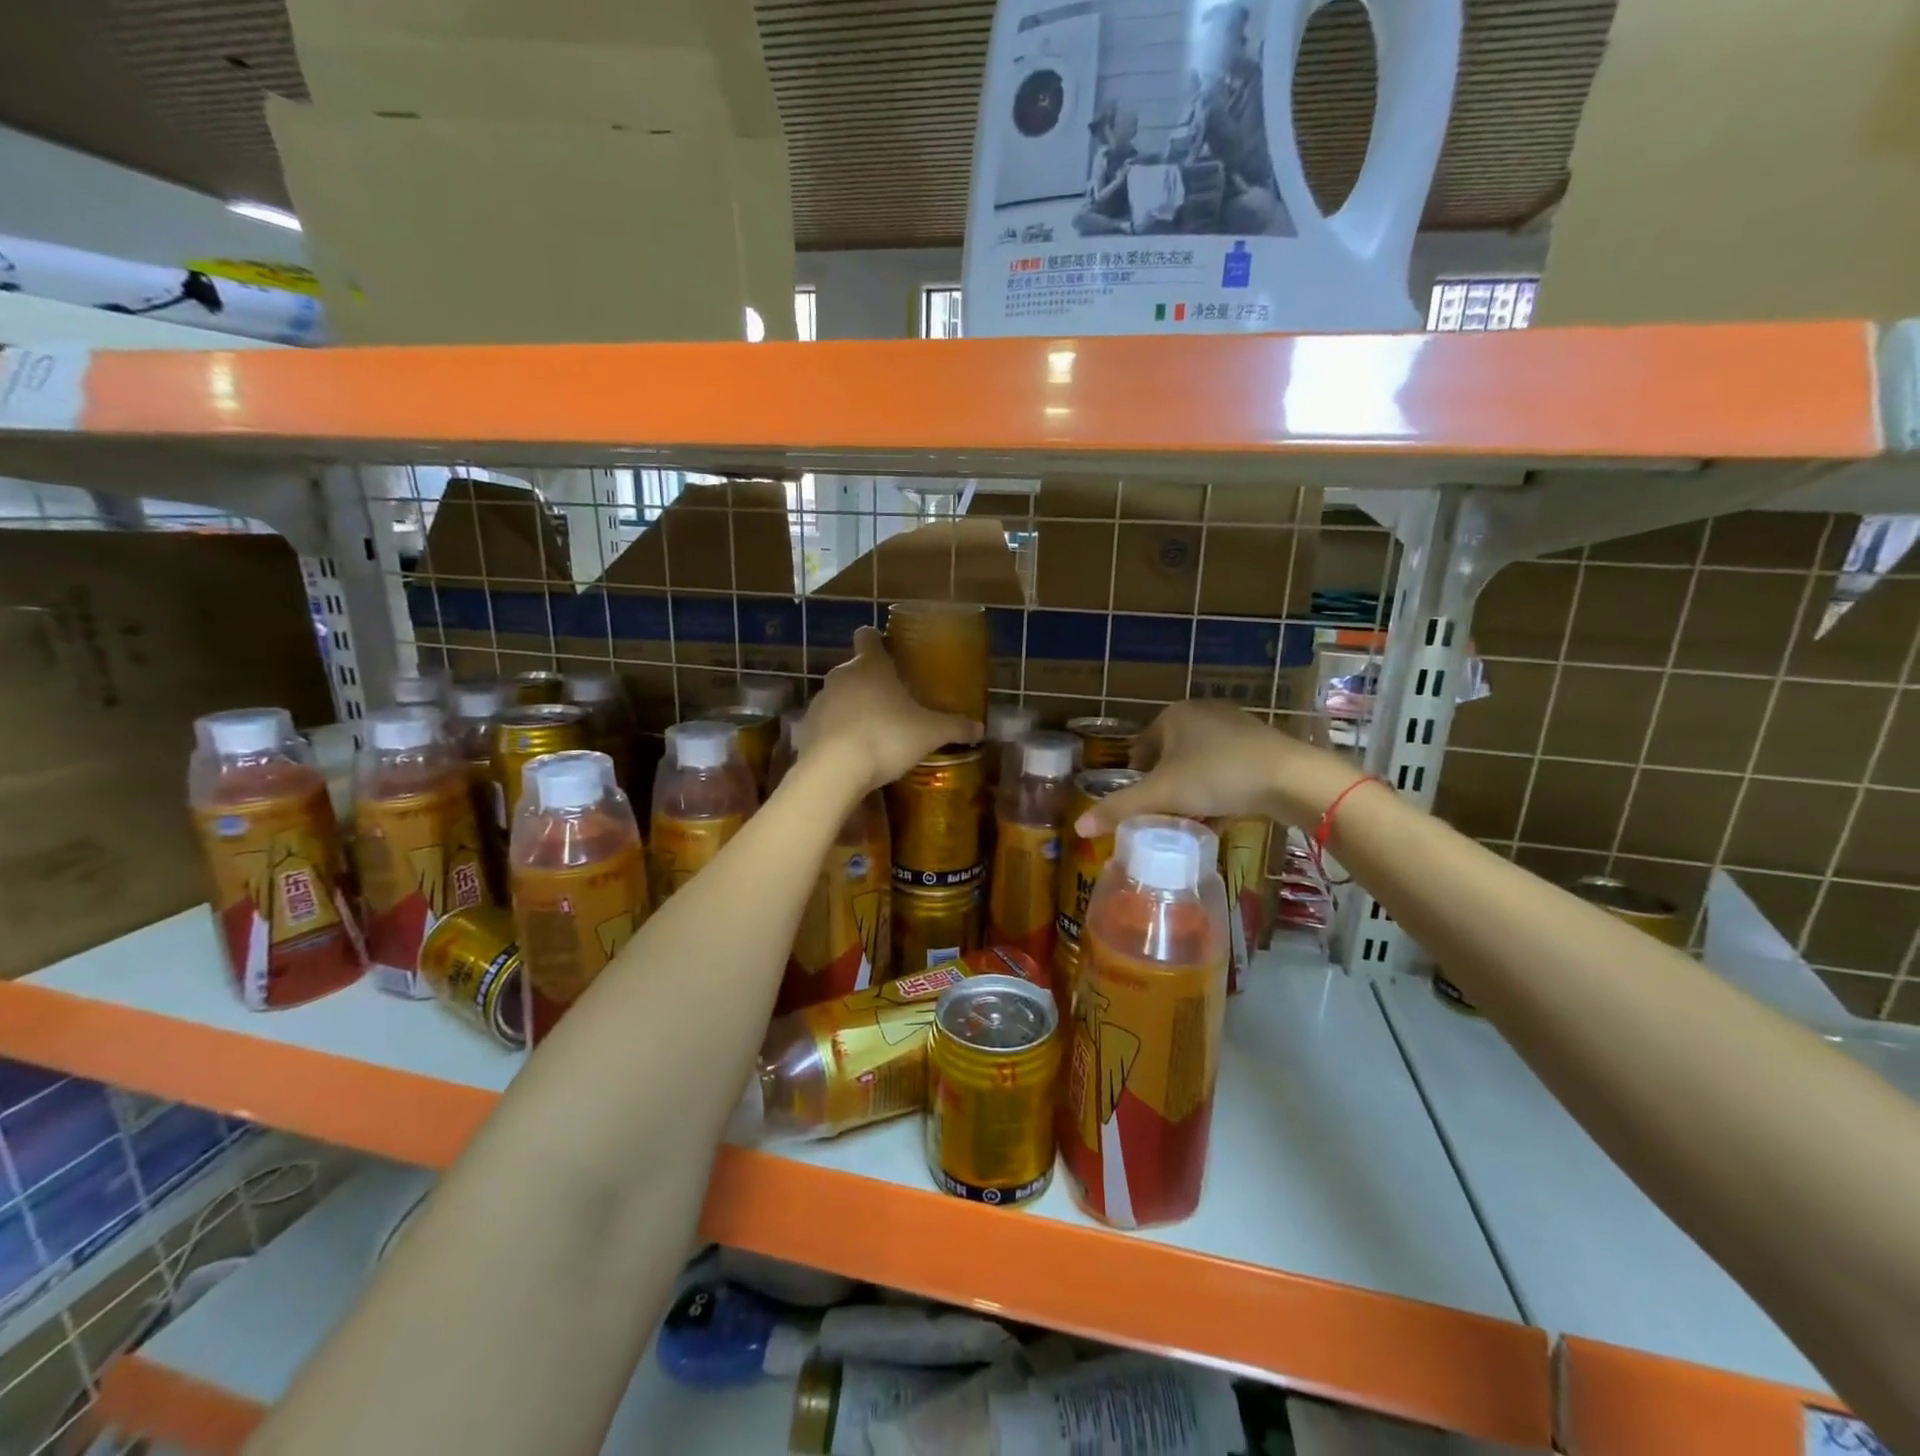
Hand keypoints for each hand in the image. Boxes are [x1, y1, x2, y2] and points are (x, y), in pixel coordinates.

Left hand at [797, 628, 978, 793]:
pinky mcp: (807, 728)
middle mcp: (842, 675)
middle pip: (855, 669)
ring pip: (840, 696)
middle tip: (895, 702)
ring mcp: (821, 701)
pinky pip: (827, 723)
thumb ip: (955, 727)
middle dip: (872, 682)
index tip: (889, 652)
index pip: (868, 637)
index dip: (877, 641)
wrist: (834, 770)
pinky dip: (839, 732)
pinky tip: (855, 752)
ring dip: (854, 708)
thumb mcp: (930, 733)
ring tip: (876, 731)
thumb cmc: (886, 736)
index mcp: (871, 665)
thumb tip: (980, 728)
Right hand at [1073, 701, 1359, 835]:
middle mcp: (1201, 713)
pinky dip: (1218, 792)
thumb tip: (1078, 827)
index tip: (1142, 808)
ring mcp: (1234, 727)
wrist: (1291, 778)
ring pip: (1198, 766)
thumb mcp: (1162, 795)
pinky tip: (1220, 817)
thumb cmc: (1217, 776)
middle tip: (1165, 818)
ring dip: (1191, 793)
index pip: (1140, 749)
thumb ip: (1119, 809)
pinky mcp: (1260, 745)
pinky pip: (1225, 770)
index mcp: (1173, 715)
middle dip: (1165, 789)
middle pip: (1169, 759)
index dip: (1137, 780)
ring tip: (1192, 821)